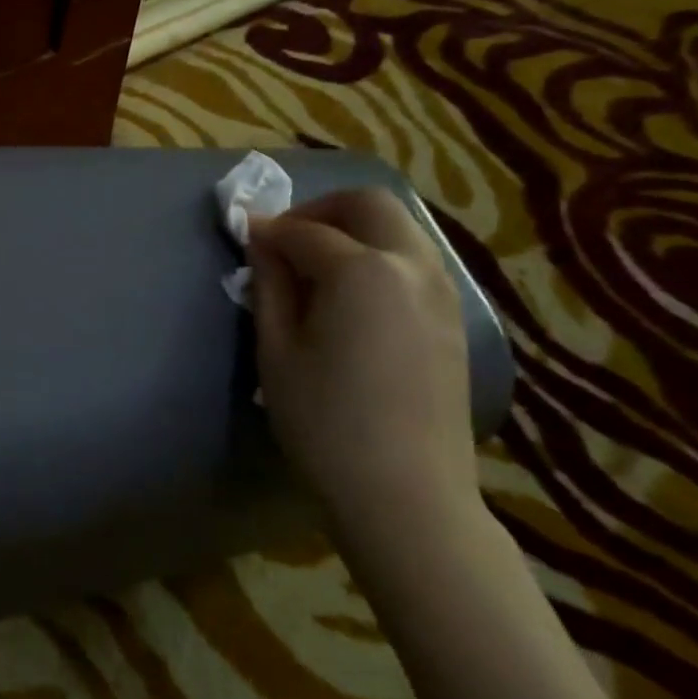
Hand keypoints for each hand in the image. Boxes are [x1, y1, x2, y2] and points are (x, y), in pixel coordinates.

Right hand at [247, 188, 477, 552]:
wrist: (406, 493)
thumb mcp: (277, 351)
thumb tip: (261, 242)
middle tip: (286, 240)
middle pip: (369, 205)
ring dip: (354, 230)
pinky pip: (415, 261)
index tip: (242, 236)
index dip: (267, 230)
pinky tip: (352, 297)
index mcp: (362, 271)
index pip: (304, 230)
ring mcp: (443, 291)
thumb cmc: (325, 421)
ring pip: (400, 228)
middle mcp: (412, 266)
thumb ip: (269, 285)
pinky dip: (379, 256)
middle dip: (321, 209)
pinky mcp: (455, 318)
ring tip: (315, 269)